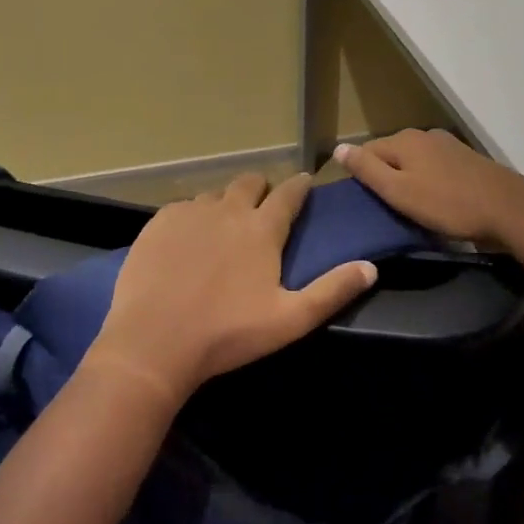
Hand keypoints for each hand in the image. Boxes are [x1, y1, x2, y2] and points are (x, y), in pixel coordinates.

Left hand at [87, 172, 377, 404]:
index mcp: (262, 230)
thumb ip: (332, 291)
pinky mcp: (160, 222)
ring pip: (215, 195)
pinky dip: (193, 216)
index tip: (305, 181)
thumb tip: (371, 267)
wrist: (153, 342)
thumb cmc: (227, 334)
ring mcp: (191, 213)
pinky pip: (183, 207)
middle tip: (263, 205)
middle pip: (250, 183)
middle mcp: (228, 210)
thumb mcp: (290, 320)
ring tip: (224, 226)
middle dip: (262, 188)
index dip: (299, 186)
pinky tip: (188, 239)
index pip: (288, 194)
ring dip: (226, 203)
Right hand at [333, 129, 523, 242]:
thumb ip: (367, 170)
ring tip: (408, 207)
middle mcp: (424, 135)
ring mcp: (448, 145)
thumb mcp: (399, 192)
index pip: (366, 151)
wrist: (508, 209)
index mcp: (404, 140)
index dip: (359, 174)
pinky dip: (428, 181)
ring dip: (407, 179)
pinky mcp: (466, 159)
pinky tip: (435, 200)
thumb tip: (338, 148)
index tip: (361, 201)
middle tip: (384, 208)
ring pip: (414, 161)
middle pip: (391, 154)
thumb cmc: (447, 204)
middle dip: (384, 176)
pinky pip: (434, 167)